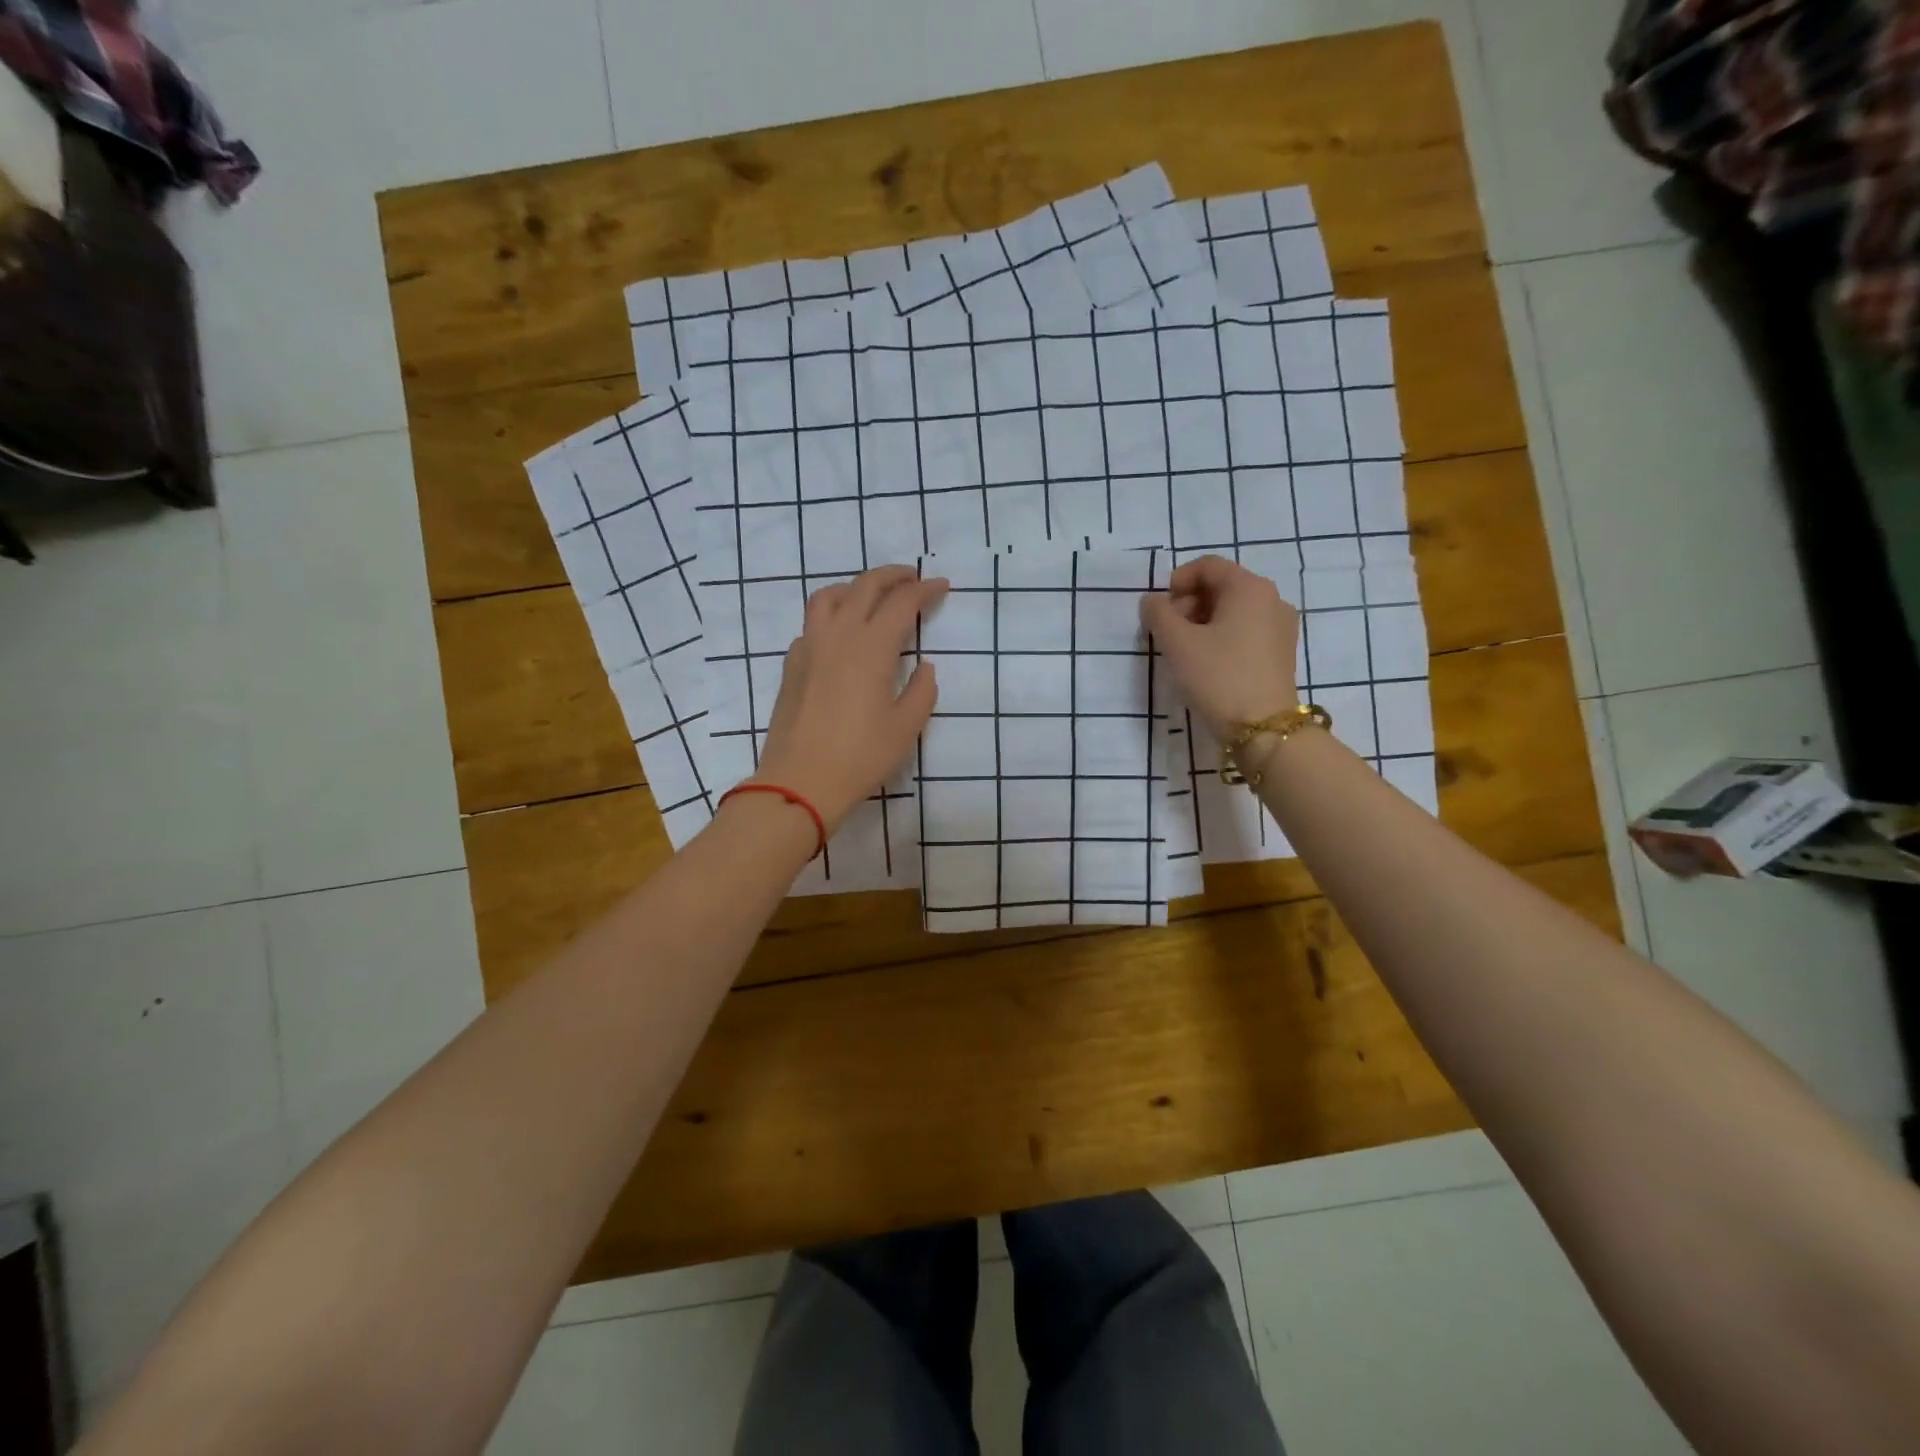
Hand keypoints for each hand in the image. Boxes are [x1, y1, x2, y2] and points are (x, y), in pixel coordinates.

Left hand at [750, 565, 949, 832]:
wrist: (800, 781)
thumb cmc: (860, 756)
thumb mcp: (905, 728)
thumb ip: (921, 691)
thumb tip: (925, 667)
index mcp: (872, 647)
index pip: (902, 602)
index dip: (924, 590)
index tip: (941, 586)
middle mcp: (839, 635)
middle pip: (865, 586)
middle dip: (892, 576)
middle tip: (912, 579)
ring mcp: (810, 647)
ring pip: (830, 596)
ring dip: (855, 587)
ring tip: (872, 597)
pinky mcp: (792, 664)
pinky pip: (812, 624)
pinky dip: (832, 615)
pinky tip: (841, 635)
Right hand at [1139, 555, 1299, 735]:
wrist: (1264, 729)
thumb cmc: (1219, 677)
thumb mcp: (1178, 644)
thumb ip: (1158, 614)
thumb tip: (1152, 601)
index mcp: (1249, 588)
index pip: (1207, 566)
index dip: (1177, 581)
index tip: (1159, 611)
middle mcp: (1271, 599)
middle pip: (1221, 586)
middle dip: (1188, 603)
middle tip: (1168, 633)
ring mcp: (1280, 626)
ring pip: (1233, 610)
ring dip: (1202, 622)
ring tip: (1184, 651)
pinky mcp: (1281, 652)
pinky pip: (1246, 630)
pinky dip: (1222, 636)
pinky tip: (1207, 663)